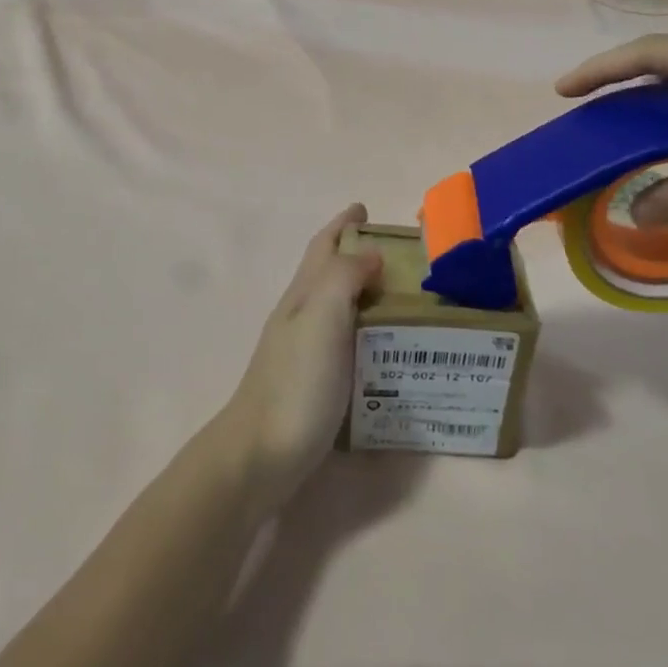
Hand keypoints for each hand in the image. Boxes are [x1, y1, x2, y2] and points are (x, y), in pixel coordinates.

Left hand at [219, 205, 382, 508]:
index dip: (343, 224)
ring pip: (340, 308)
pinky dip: (370, 332)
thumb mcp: (321, 317)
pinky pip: (349, 342)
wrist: (260, 457)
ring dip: (368, 293)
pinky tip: (390, 347)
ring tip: (407, 296)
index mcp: (304, 295)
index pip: (324, 246)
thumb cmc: (295, 383)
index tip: (365, 208)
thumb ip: (344, 277)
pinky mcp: (317, 383)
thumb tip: (370, 254)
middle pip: (331, 274)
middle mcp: (303, 317)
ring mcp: (307, 352)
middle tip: (404, 256)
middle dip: (360, 255)